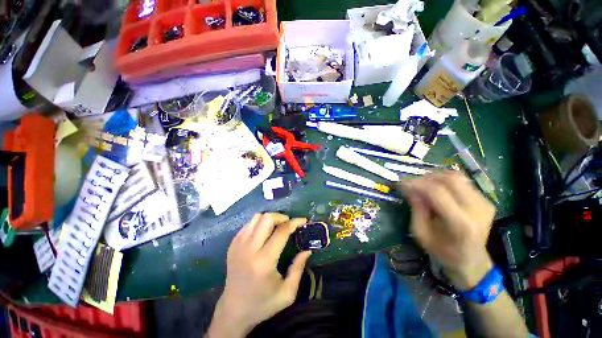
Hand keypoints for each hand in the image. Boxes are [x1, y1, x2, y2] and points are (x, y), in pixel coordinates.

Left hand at [207, 213, 310, 337]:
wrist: (233, 311)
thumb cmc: (262, 304)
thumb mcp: (287, 293)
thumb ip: (298, 269)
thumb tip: (307, 250)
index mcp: (264, 261)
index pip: (282, 231)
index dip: (295, 222)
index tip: (303, 220)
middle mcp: (250, 249)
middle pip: (267, 218)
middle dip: (281, 217)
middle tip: (288, 224)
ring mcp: (238, 245)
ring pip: (256, 217)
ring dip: (270, 218)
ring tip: (277, 226)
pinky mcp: (232, 245)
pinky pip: (248, 224)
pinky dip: (259, 223)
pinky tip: (264, 233)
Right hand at [399, 171, 495, 289]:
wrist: (472, 262)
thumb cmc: (443, 251)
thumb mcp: (421, 233)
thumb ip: (416, 209)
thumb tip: (409, 188)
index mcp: (460, 223)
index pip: (437, 192)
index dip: (417, 184)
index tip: (402, 183)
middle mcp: (476, 210)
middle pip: (450, 179)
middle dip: (426, 178)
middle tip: (412, 183)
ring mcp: (484, 204)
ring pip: (457, 177)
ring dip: (436, 178)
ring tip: (423, 185)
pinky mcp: (486, 201)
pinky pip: (463, 183)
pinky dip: (445, 182)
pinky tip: (437, 190)